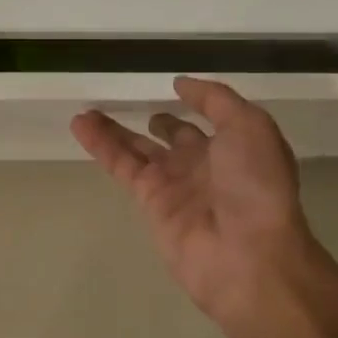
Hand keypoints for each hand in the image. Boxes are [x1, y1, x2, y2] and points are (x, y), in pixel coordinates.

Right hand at [72, 77, 337, 337]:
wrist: (246, 253)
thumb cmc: (256, 185)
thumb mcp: (249, 126)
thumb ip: (216, 100)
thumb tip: (181, 84)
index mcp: (236, 148)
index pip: (210, 122)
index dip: (193, 105)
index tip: (173, 88)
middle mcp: (203, 165)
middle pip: (171, 137)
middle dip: (154, 121)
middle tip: (126, 103)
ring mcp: (174, 185)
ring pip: (137, 149)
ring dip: (113, 130)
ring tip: (86, 111)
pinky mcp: (148, 201)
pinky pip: (120, 166)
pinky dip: (100, 145)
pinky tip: (81, 124)